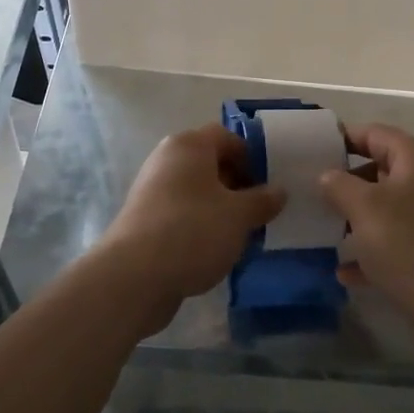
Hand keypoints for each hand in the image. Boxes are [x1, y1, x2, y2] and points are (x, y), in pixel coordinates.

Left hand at [103, 124, 285, 326]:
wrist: (134, 276)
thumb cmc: (193, 230)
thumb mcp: (239, 215)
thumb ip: (263, 200)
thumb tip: (278, 191)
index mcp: (189, 145)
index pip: (227, 136)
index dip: (252, 157)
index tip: (269, 185)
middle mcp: (167, 159)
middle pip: (210, 163)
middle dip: (237, 185)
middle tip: (259, 212)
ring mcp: (152, 189)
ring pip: (196, 191)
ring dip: (220, 208)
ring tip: (240, 235)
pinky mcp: (144, 219)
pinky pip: (181, 213)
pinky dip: (199, 225)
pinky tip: (214, 250)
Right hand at [319, 124, 413, 331]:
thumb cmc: (412, 246)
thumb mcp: (365, 208)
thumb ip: (339, 184)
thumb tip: (328, 175)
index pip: (374, 133)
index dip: (342, 138)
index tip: (309, 151)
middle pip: (379, 168)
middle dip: (344, 181)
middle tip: (310, 193)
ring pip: (385, 206)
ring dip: (354, 217)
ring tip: (321, 230)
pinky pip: (394, 239)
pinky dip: (370, 250)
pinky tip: (344, 272)